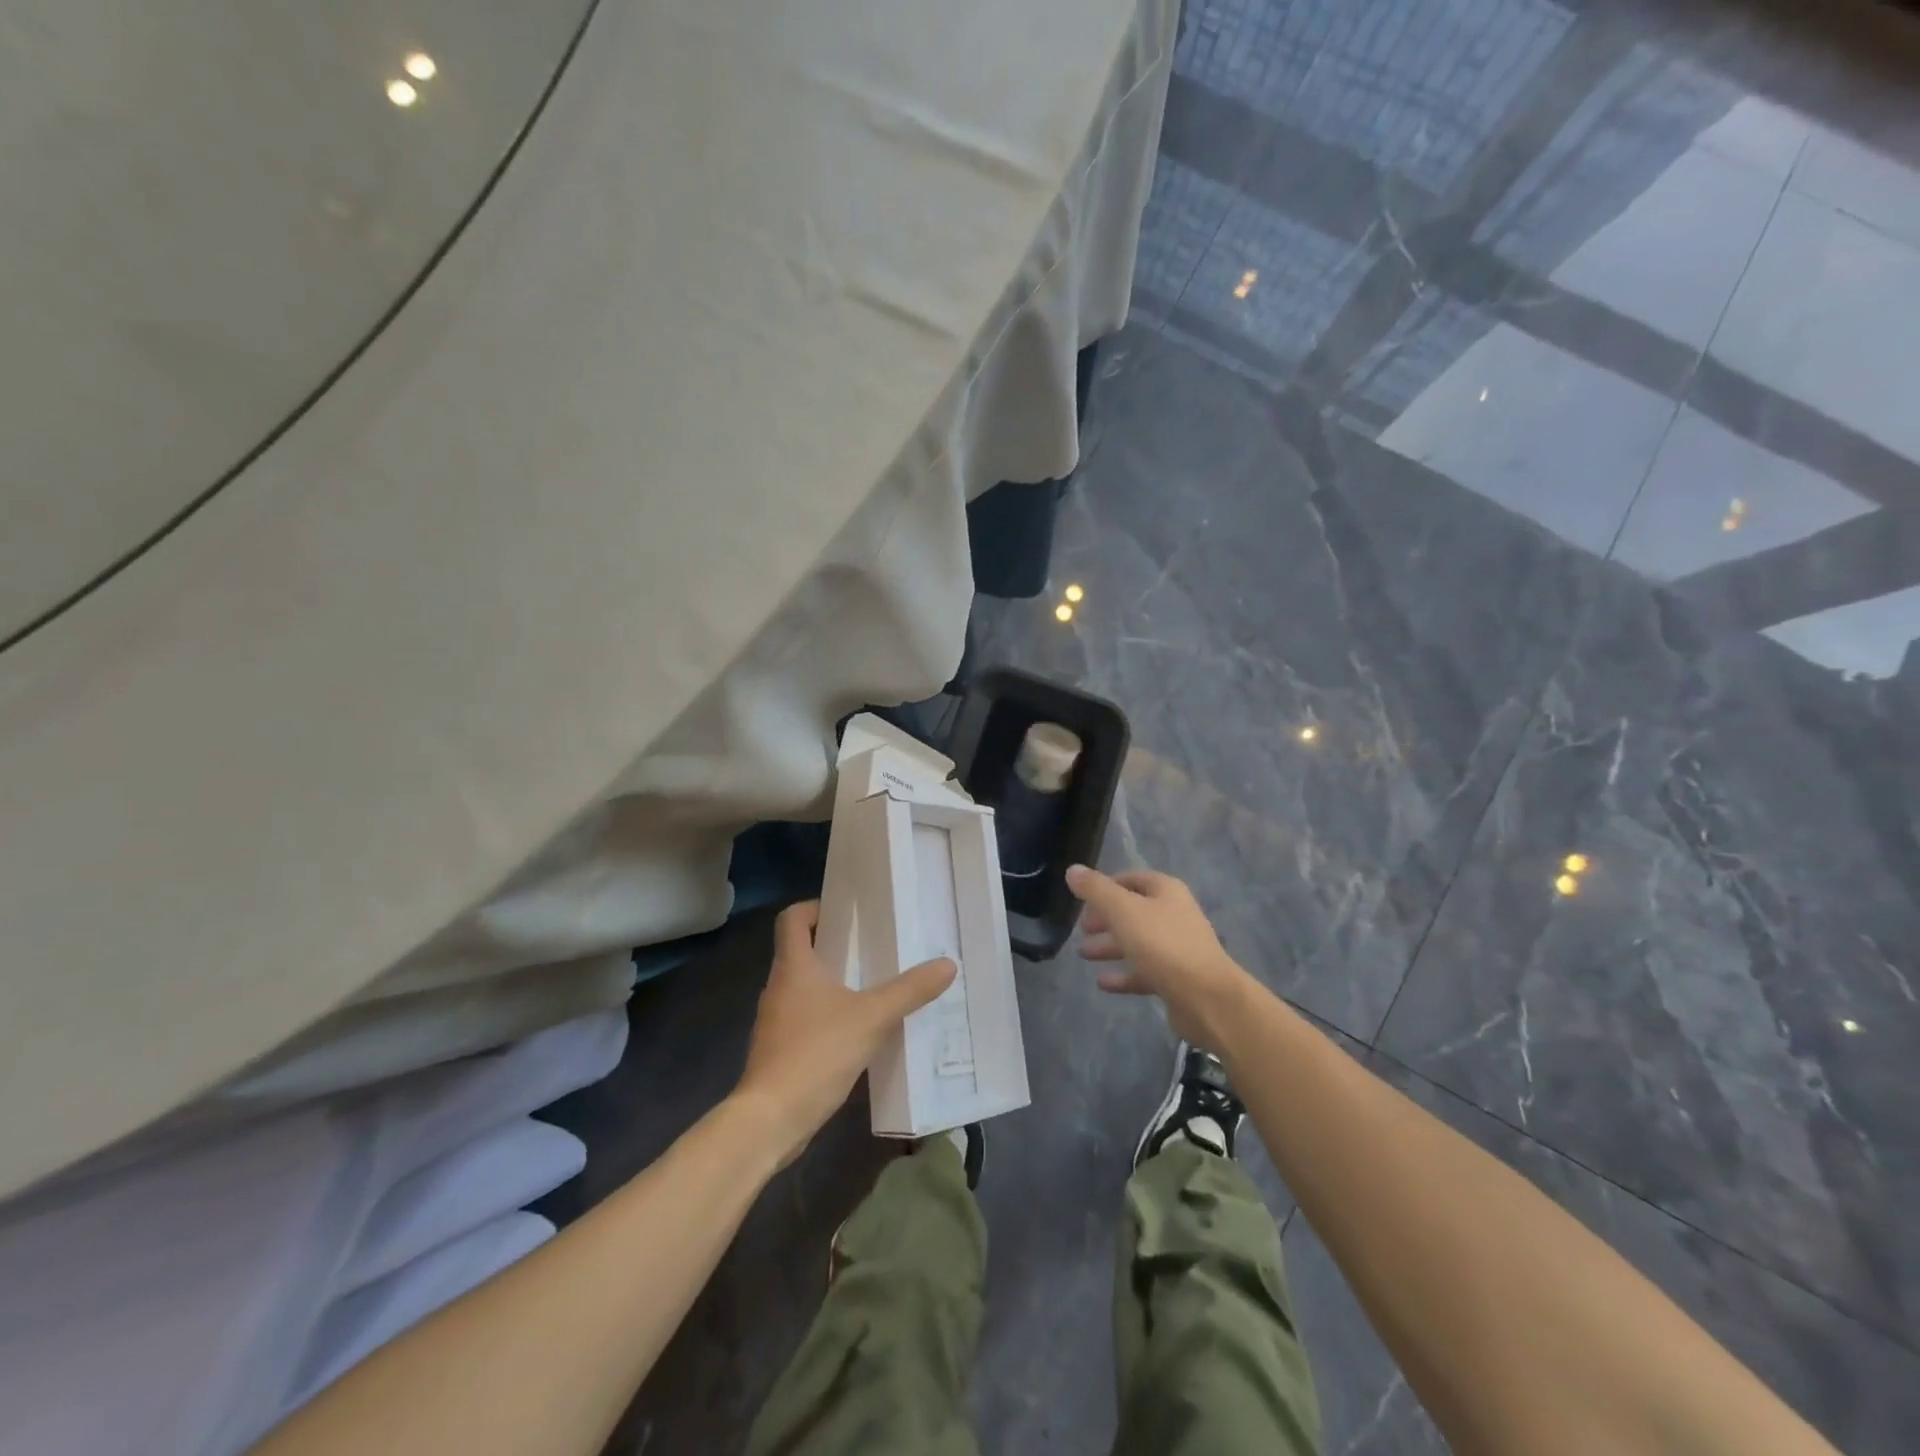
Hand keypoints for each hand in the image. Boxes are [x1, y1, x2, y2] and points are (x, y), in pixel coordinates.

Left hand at [734, 900, 955, 1166]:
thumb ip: (909, 991)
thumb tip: (947, 964)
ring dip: (834, 983)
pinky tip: (860, 1031)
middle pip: (801, 951)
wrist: (769, 1120)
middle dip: (836, 946)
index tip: (847, 913)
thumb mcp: (871, 1018)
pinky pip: (806, 1019)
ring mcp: (776, 1021)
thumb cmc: (815, 1053)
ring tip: (874, 987)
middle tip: (875, 947)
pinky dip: (830, 1016)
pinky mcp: (780, 1051)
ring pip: (805, 988)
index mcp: (793, 967)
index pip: (791, 919)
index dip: (815, 908)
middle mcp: (779, 987)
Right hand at [1067, 864, 1250, 1049]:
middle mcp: (1174, 915)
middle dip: (1105, 919)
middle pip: (1133, 911)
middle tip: (1081, 929)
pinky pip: (1144, 971)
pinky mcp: (1176, 979)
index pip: (1131, 879)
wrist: (1206, 997)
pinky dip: (1123, 975)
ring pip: (1137, 942)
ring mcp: (1177, 948)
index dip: (1105, 886)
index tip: (1081, 899)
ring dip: (1110, 946)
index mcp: (1165, 891)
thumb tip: (1072, 869)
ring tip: (1082, 954)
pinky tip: (1101, 982)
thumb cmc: (1162, 944)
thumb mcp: (1123, 910)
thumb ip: (1096, 889)